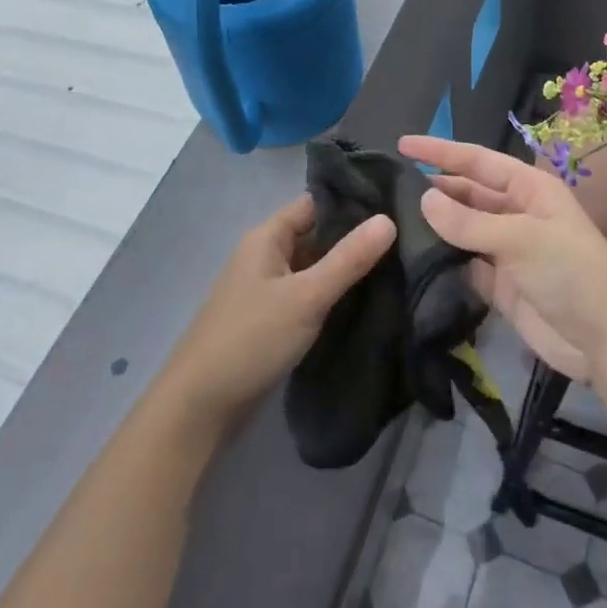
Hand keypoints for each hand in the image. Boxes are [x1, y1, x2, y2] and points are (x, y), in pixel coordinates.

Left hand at [160, 194, 395, 428]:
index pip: (314, 204)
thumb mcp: (306, 296)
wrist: (201, 405)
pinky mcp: (270, 319)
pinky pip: (307, 294)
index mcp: (267, 237)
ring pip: (313, 267)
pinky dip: (331, 295)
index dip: (352, 202)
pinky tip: (365, 301)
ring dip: (344, 269)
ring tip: (397, 266)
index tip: (395, 205)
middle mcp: (265, 255)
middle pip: (315, 235)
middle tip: (405, 239)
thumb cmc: (252, 338)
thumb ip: (348, 259)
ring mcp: (266, 289)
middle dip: (354, 238)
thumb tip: (389, 219)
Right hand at [398, 135, 606, 384]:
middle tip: (388, 188)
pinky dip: (443, 262)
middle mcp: (516, 214)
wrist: (605, 341)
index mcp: (529, 189)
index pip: (477, 161)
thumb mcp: (520, 238)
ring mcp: (508, 251)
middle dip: (434, 188)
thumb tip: (423, 199)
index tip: (401, 145)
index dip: (440, 152)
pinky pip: (464, 265)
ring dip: (435, 226)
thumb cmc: (570, 272)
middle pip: (468, 193)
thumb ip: (469, 222)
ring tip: (391, 221)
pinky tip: (412, 259)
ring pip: (463, 230)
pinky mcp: (500, 286)